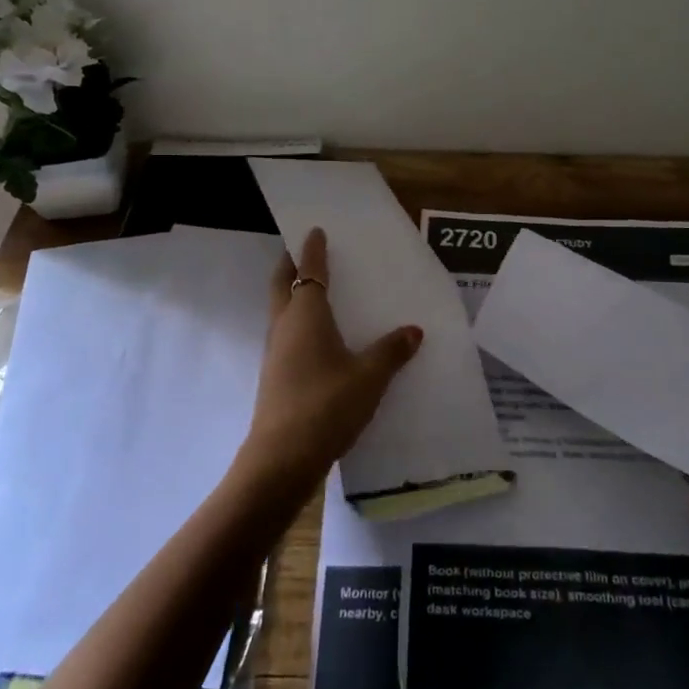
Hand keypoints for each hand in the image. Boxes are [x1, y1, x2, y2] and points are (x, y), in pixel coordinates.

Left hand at [235, 227, 423, 492]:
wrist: (282, 457)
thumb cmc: (326, 404)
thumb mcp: (369, 377)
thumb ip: (391, 352)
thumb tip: (413, 330)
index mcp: (306, 315)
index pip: (308, 271)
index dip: (312, 250)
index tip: (315, 231)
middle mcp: (285, 325)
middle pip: (282, 284)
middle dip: (291, 265)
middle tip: (306, 253)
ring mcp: (276, 351)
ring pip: (281, 310)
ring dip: (293, 294)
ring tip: (318, 292)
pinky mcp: (275, 375)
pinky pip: (287, 334)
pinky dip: (299, 323)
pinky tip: (320, 339)